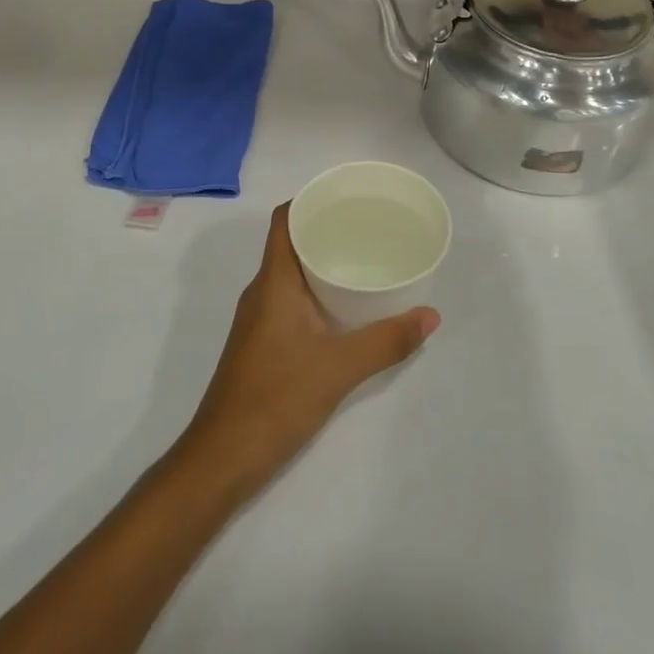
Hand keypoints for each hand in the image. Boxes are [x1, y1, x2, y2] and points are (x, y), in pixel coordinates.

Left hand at [179, 204, 438, 495]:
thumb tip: (431, 315)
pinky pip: (291, 300)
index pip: (284, 220)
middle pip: (291, 243)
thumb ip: (387, 341)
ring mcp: (259, 319)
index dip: (310, 200)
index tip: (347, 196)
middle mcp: (262, 291)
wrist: (223, 457)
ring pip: (292, 274)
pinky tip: (345, 308)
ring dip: (323, 262)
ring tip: (365, 259)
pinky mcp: (262, 343)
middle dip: (327, 229)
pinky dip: (317, 292)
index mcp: (273, 281)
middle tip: (370, 226)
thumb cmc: (276, 398)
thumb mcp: (339, 367)